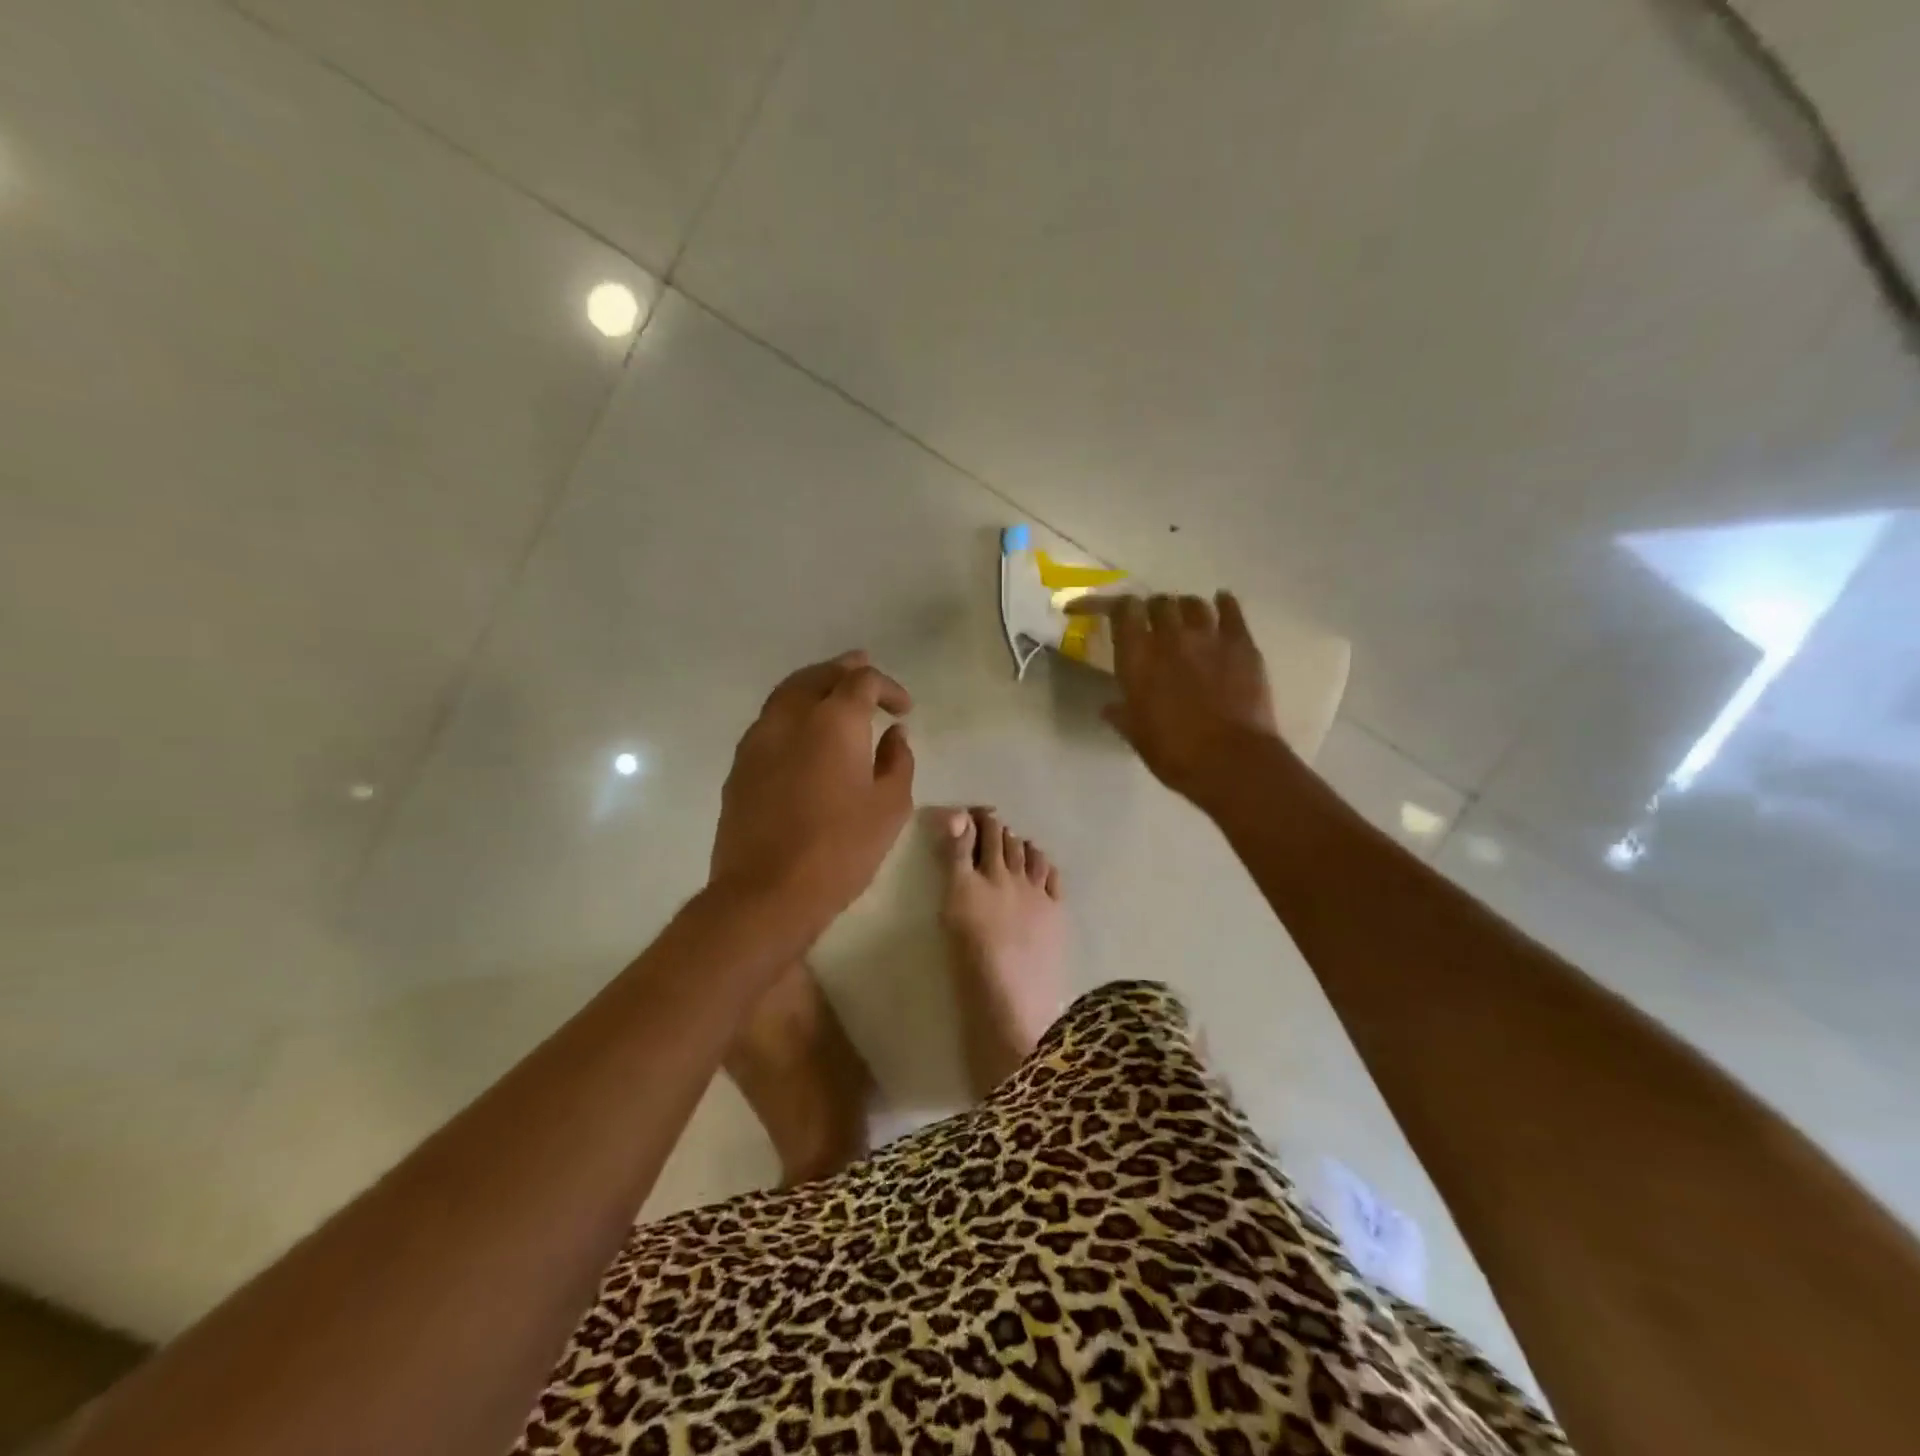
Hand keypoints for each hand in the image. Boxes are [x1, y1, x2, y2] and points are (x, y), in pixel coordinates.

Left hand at [711, 651, 915, 916]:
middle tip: (864, 672)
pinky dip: (792, 714)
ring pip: (787, 694)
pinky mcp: (739, 766)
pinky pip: (770, 722)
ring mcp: (758, 739)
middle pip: (817, 675)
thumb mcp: (890, 806)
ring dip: (814, 687)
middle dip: (844, 671)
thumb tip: (894, 735)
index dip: (888, 687)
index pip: (862, 680)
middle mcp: (791, 717)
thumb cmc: (841, 849)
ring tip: (834, 696)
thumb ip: (897, 761)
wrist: (766, 892)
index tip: (903, 708)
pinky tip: (804, 736)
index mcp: (834, 720)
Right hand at [1087, 592, 1281, 807]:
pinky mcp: (1242, 643)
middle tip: (1152, 625)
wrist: (1230, 761)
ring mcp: (1209, 636)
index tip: (1104, 611)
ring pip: (1193, 603)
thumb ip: (1122, 715)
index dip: (1111, 604)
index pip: (1122, 610)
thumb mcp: (1136, 735)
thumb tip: (1110, 708)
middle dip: (1152, 610)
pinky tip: (1222, 603)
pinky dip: (1224, 604)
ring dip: (1184, 608)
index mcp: (1137, 657)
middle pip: (1158, 603)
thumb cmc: (1174, 753)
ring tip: (1185, 620)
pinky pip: (1232, 610)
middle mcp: (1170, 637)